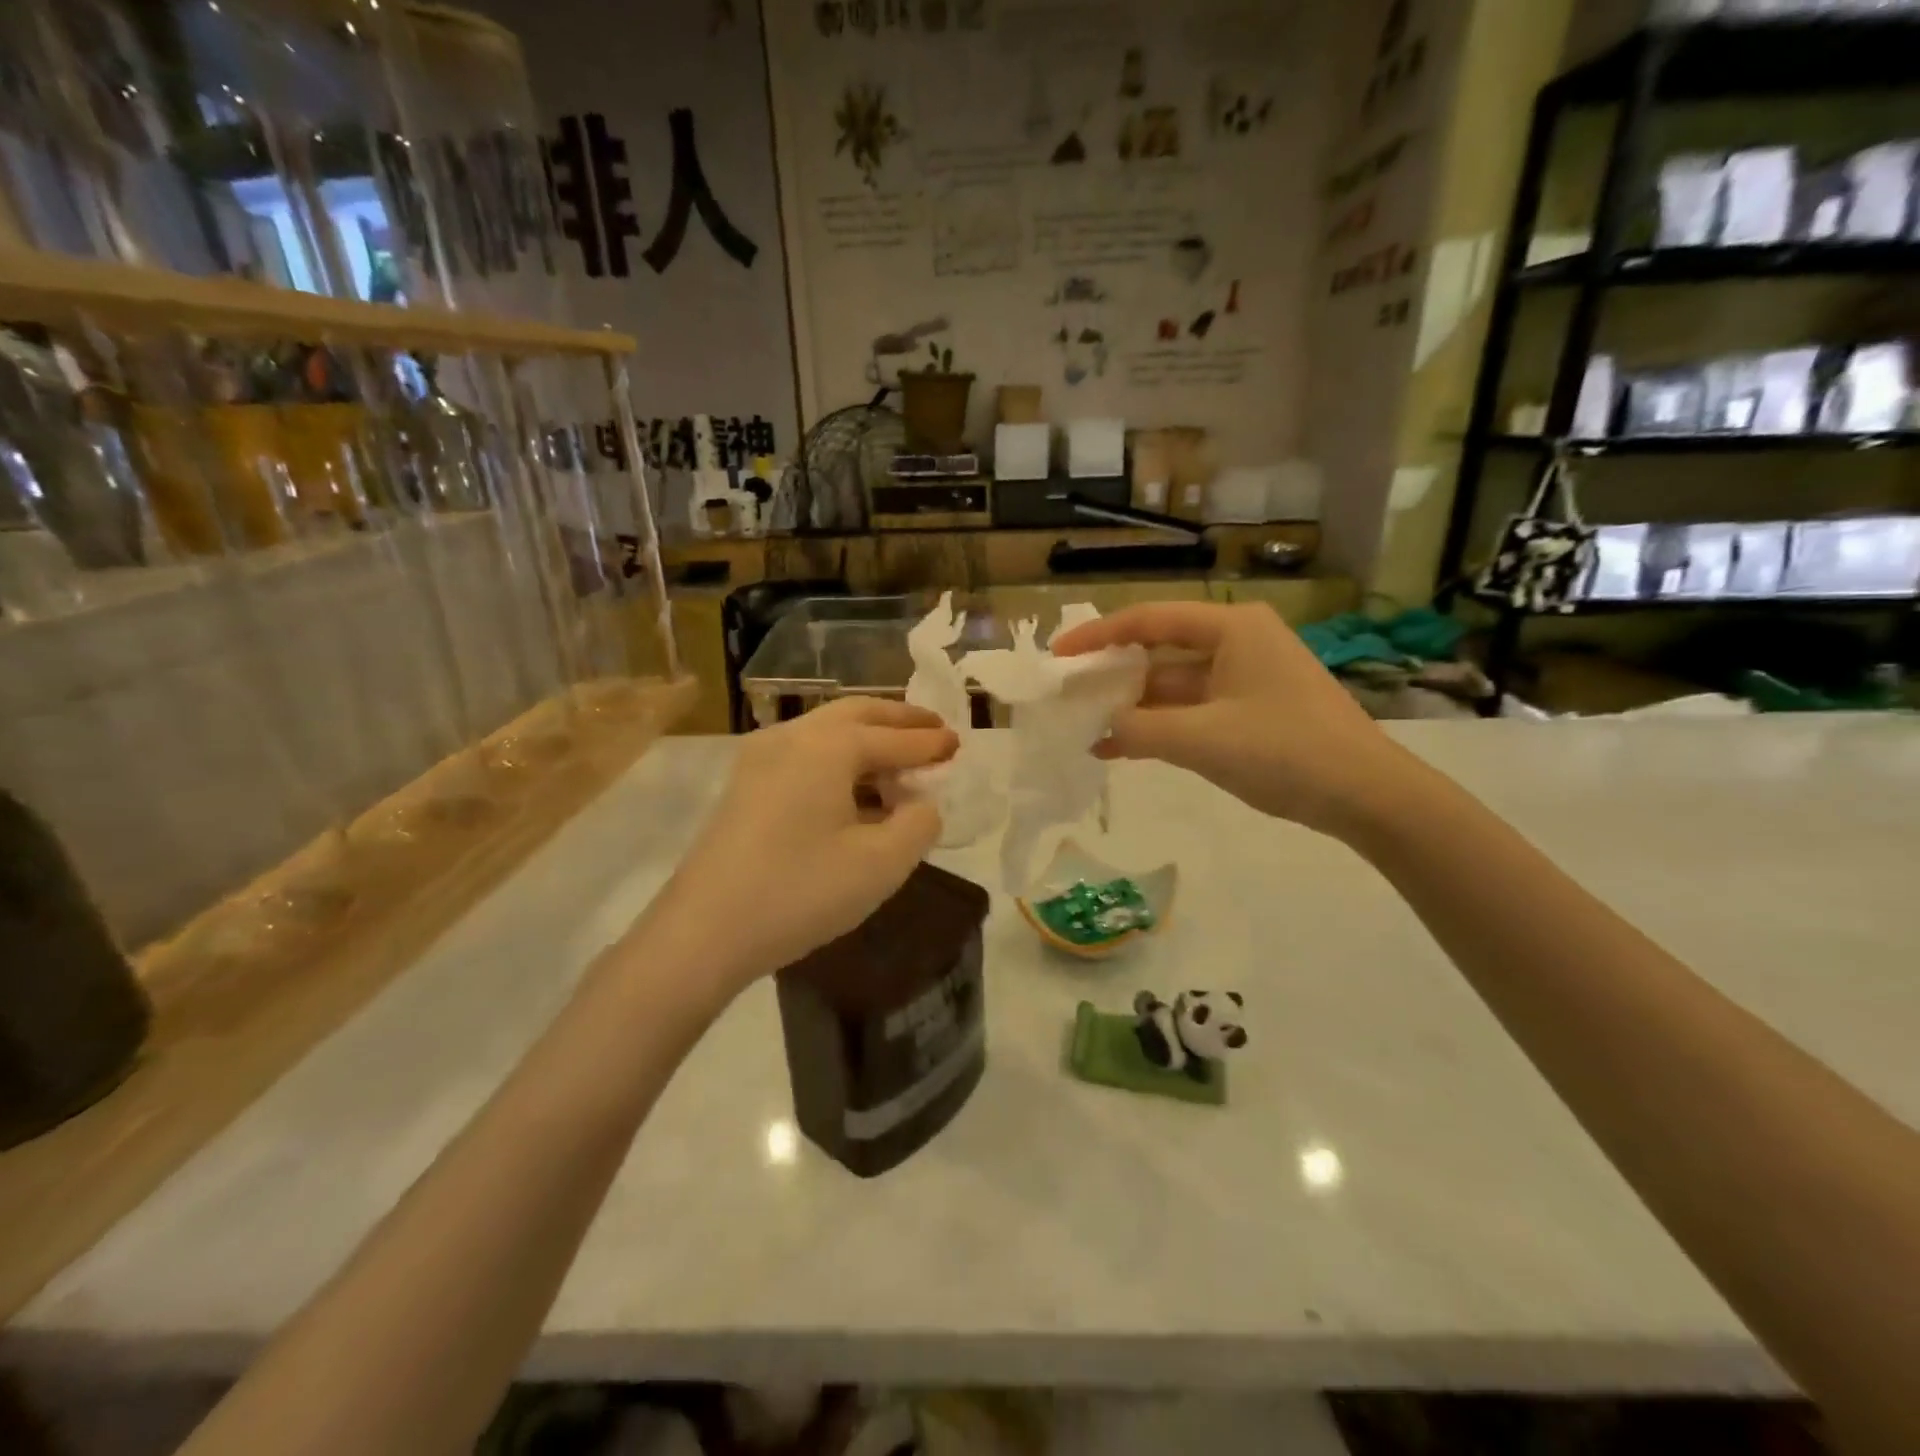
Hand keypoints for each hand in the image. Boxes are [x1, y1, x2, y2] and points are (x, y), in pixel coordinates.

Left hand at [646, 697, 956, 990]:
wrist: (703, 932)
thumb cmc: (800, 892)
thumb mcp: (881, 864)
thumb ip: (918, 824)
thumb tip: (921, 805)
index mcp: (827, 746)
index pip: (892, 738)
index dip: (930, 742)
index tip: (960, 742)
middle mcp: (792, 737)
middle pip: (856, 714)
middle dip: (898, 720)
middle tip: (933, 729)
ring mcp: (760, 759)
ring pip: (826, 732)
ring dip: (868, 739)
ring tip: (900, 763)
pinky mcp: (745, 786)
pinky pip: (805, 755)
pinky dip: (840, 760)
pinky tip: (855, 791)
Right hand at [1052, 601, 1413, 840]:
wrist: (1367, 795)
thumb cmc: (1285, 750)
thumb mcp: (1202, 739)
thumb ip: (1140, 729)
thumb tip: (1102, 726)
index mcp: (1231, 628)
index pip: (1149, 620)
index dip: (1098, 636)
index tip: (1058, 655)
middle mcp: (1237, 643)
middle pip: (1159, 650)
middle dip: (1112, 674)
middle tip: (1068, 694)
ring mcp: (1245, 678)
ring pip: (1173, 685)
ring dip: (1132, 707)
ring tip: (1085, 727)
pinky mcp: (1250, 711)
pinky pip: (1191, 710)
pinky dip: (1159, 727)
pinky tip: (1120, 748)